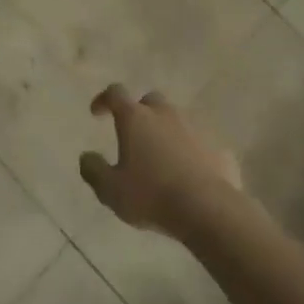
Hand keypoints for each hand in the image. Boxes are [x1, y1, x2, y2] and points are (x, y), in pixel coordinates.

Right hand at [79, 85, 242, 239]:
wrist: (208, 209)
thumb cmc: (151, 195)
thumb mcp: (111, 190)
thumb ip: (93, 170)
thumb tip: (86, 157)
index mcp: (135, 118)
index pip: (115, 93)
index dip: (104, 100)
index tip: (97, 113)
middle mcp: (165, 114)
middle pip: (150, 102)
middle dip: (140, 113)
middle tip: (133, 136)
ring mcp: (195, 127)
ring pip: (176, 121)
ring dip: (166, 133)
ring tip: (161, 159)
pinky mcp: (218, 146)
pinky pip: (198, 143)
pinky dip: (190, 152)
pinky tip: (188, 175)